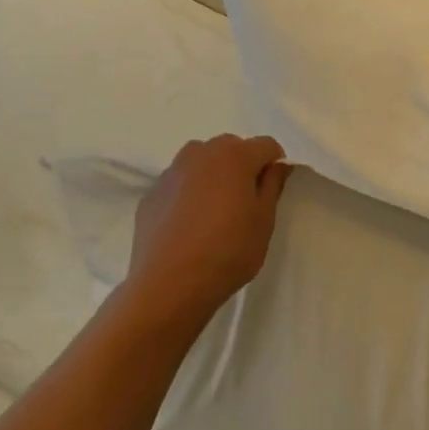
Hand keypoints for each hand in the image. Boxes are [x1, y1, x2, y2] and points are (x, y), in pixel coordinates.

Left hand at [124, 134, 292, 325]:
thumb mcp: (264, 220)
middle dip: (242, 167)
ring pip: (201, 162)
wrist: (169, 284)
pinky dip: (189, 194)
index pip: (266, 145)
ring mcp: (171, 172)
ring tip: (215, 212)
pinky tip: (189, 226)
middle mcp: (200, 153)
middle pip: (231, 148)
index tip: (272, 193)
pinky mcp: (151, 193)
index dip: (275, 165)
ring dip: (213, 176)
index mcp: (234, 156)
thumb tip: (277, 164)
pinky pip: (179, 183)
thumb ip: (272, 185)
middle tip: (245, 203)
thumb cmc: (228, 251)